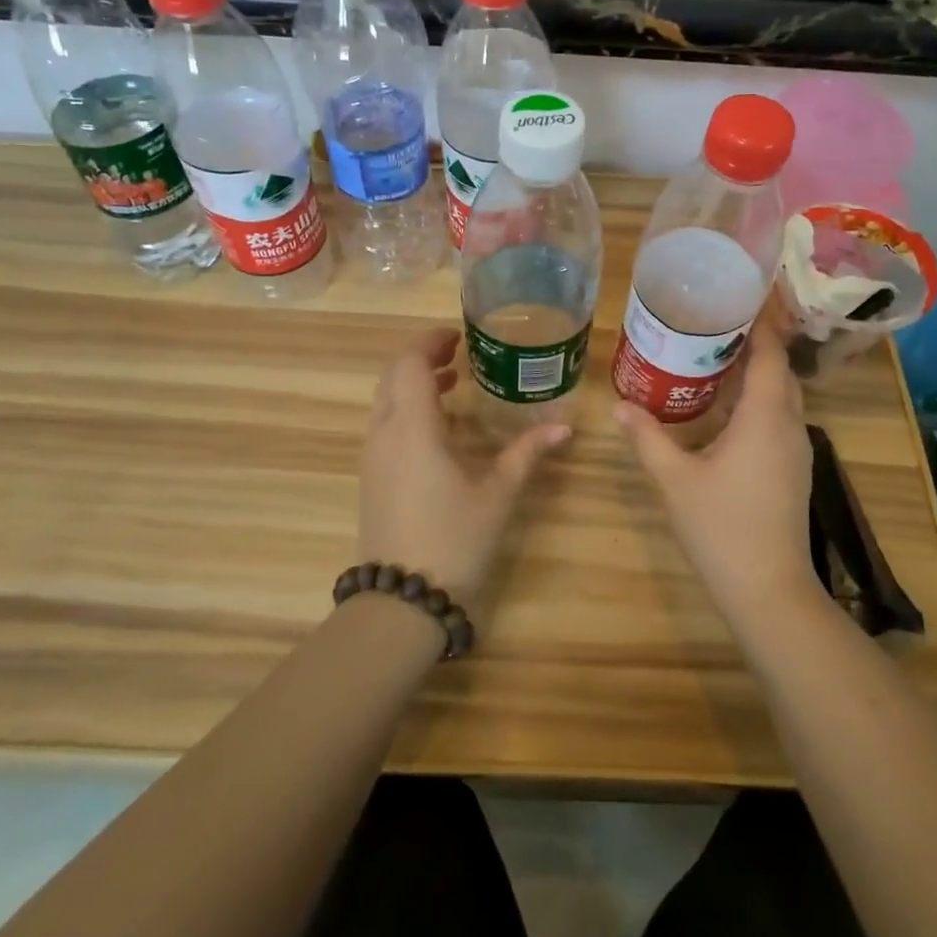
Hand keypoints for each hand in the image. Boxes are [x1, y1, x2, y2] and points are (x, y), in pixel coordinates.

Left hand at [358, 328, 569, 605]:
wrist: (401, 600)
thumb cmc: (453, 539)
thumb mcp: (498, 493)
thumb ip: (527, 454)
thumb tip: (565, 427)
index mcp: (413, 427)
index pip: (409, 362)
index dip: (430, 341)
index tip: (459, 336)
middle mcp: (384, 433)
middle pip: (393, 376)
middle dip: (422, 357)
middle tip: (459, 353)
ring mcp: (373, 457)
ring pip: (386, 401)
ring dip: (414, 384)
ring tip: (454, 383)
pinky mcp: (372, 477)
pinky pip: (385, 425)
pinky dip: (408, 409)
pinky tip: (440, 428)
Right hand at [613, 327, 817, 628]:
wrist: (768, 591)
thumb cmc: (721, 528)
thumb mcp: (675, 479)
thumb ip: (647, 438)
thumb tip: (619, 405)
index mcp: (766, 417)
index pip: (770, 354)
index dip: (758, 324)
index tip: (734, 300)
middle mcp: (790, 426)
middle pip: (779, 371)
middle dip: (751, 345)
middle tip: (710, 327)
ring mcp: (796, 451)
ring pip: (781, 397)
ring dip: (754, 376)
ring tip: (711, 360)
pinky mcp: (792, 471)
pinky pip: (778, 420)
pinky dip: (756, 403)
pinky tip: (722, 411)